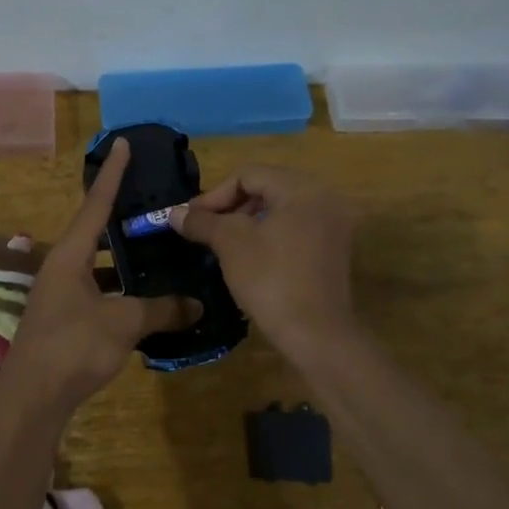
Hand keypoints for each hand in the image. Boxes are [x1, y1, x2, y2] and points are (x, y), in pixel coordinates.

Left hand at [0, 140, 200, 412]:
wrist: (32, 399)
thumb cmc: (73, 347)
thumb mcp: (123, 323)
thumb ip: (161, 309)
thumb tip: (196, 304)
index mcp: (70, 256)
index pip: (96, 204)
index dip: (113, 174)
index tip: (123, 143)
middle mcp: (61, 269)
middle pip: (96, 234)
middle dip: (123, 220)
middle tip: (155, 208)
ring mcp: (60, 296)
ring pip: (99, 268)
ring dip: (125, 263)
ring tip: (160, 254)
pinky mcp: (65, 322)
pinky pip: (98, 294)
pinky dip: (121, 293)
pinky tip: (146, 303)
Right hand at [171, 165, 358, 361]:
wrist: (315, 334)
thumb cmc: (271, 280)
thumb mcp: (231, 244)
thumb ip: (202, 222)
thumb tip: (174, 213)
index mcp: (304, 189)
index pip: (250, 174)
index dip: (215, 194)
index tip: (191, 218)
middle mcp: (326, 199)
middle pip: (268, 188)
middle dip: (232, 206)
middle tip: (205, 228)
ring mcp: (335, 226)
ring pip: (281, 210)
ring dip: (248, 221)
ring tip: (223, 242)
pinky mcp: (335, 251)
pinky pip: (296, 229)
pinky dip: (270, 235)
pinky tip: (249, 257)